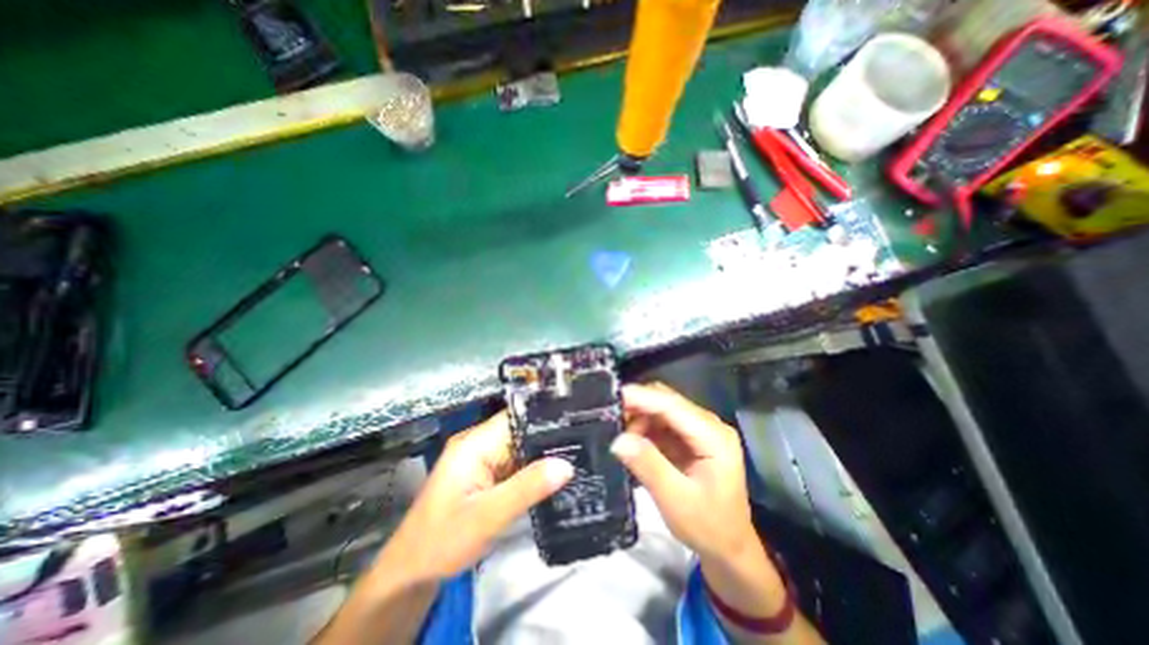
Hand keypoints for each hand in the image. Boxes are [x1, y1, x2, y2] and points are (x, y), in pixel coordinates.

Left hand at [379, 413, 573, 583]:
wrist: (411, 573)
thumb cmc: (441, 542)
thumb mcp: (486, 518)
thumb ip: (526, 489)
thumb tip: (566, 465)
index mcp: (474, 444)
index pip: (516, 418)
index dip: (545, 418)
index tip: (576, 423)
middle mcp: (479, 443)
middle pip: (521, 431)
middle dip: (549, 437)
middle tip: (583, 443)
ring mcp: (483, 458)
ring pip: (521, 447)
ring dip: (544, 454)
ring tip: (577, 455)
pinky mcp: (487, 473)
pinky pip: (517, 463)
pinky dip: (534, 468)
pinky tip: (555, 473)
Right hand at [604, 382, 760, 558]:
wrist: (729, 548)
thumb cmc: (709, 528)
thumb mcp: (676, 501)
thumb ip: (649, 467)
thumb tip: (618, 440)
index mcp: (714, 437)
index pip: (673, 406)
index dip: (642, 398)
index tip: (612, 398)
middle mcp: (709, 426)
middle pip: (667, 402)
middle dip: (637, 406)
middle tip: (609, 418)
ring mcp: (700, 430)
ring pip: (662, 409)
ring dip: (639, 417)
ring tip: (619, 435)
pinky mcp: (690, 438)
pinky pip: (661, 423)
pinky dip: (644, 427)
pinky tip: (631, 440)